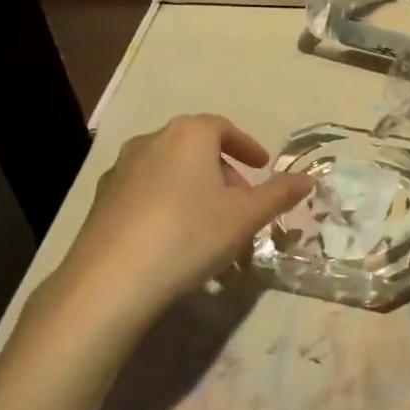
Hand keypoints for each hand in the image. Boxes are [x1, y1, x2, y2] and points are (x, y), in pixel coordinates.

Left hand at [42, 114, 311, 332]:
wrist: (111, 281)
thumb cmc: (189, 235)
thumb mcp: (246, 217)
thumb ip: (279, 194)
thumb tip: (308, 179)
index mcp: (188, 134)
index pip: (223, 127)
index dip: (247, 146)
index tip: (262, 167)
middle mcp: (151, 141)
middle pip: (197, 150)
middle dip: (224, 174)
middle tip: (242, 205)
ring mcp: (120, 170)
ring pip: (172, 174)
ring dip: (197, 193)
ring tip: (212, 229)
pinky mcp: (101, 201)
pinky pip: (147, 194)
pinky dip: (169, 207)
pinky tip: (176, 242)